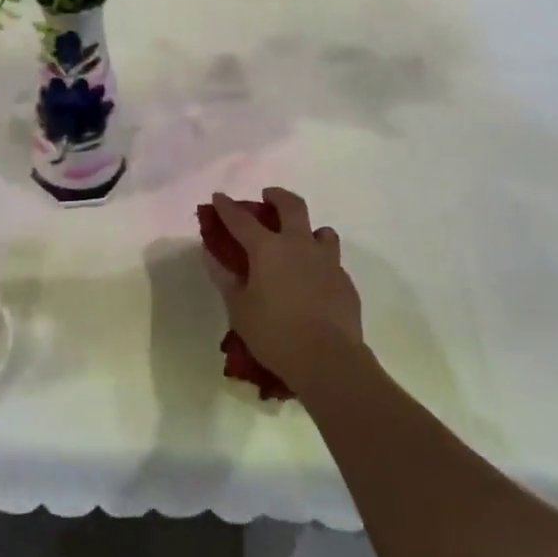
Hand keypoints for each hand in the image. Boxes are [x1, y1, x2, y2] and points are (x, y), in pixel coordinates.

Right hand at [206, 187, 364, 388]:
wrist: (329, 360)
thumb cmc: (275, 334)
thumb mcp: (239, 310)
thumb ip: (226, 279)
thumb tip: (212, 256)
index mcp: (268, 249)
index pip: (241, 220)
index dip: (227, 207)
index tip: (218, 196)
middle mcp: (299, 245)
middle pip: (291, 206)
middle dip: (277, 196)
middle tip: (268, 197)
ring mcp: (327, 261)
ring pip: (322, 231)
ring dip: (309, 230)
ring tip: (301, 241)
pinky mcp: (345, 281)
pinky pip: (333, 262)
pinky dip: (321, 263)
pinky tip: (315, 282)